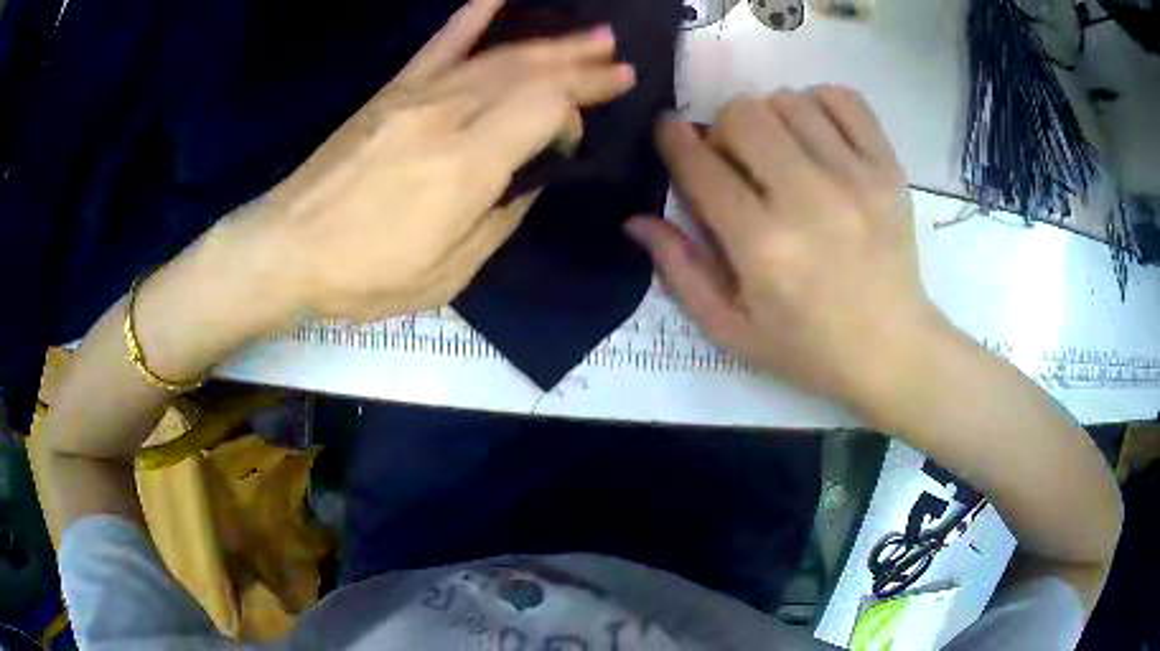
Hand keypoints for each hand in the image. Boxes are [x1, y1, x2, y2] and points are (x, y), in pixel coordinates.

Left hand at [259, 0, 635, 320]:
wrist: (286, 248)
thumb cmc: (364, 274)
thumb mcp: (448, 273)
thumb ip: (500, 219)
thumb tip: (530, 179)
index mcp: (466, 165)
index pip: (544, 108)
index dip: (572, 117)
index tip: (569, 143)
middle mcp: (446, 115)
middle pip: (530, 73)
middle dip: (582, 67)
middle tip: (620, 63)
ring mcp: (416, 96)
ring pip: (498, 56)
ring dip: (551, 44)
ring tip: (594, 37)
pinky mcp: (391, 92)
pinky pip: (439, 44)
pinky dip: (471, 16)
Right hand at [627, 88, 945, 407]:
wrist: (892, 350)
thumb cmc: (808, 348)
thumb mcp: (731, 329)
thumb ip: (680, 270)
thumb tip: (635, 218)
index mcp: (762, 246)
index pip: (700, 165)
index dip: (673, 139)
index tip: (670, 131)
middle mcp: (808, 200)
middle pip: (743, 113)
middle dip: (725, 128)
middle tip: (738, 158)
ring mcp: (856, 178)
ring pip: (789, 101)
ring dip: (772, 118)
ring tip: (783, 151)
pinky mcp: (889, 169)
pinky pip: (844, 100)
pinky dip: (820, 104)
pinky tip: (819, 135)